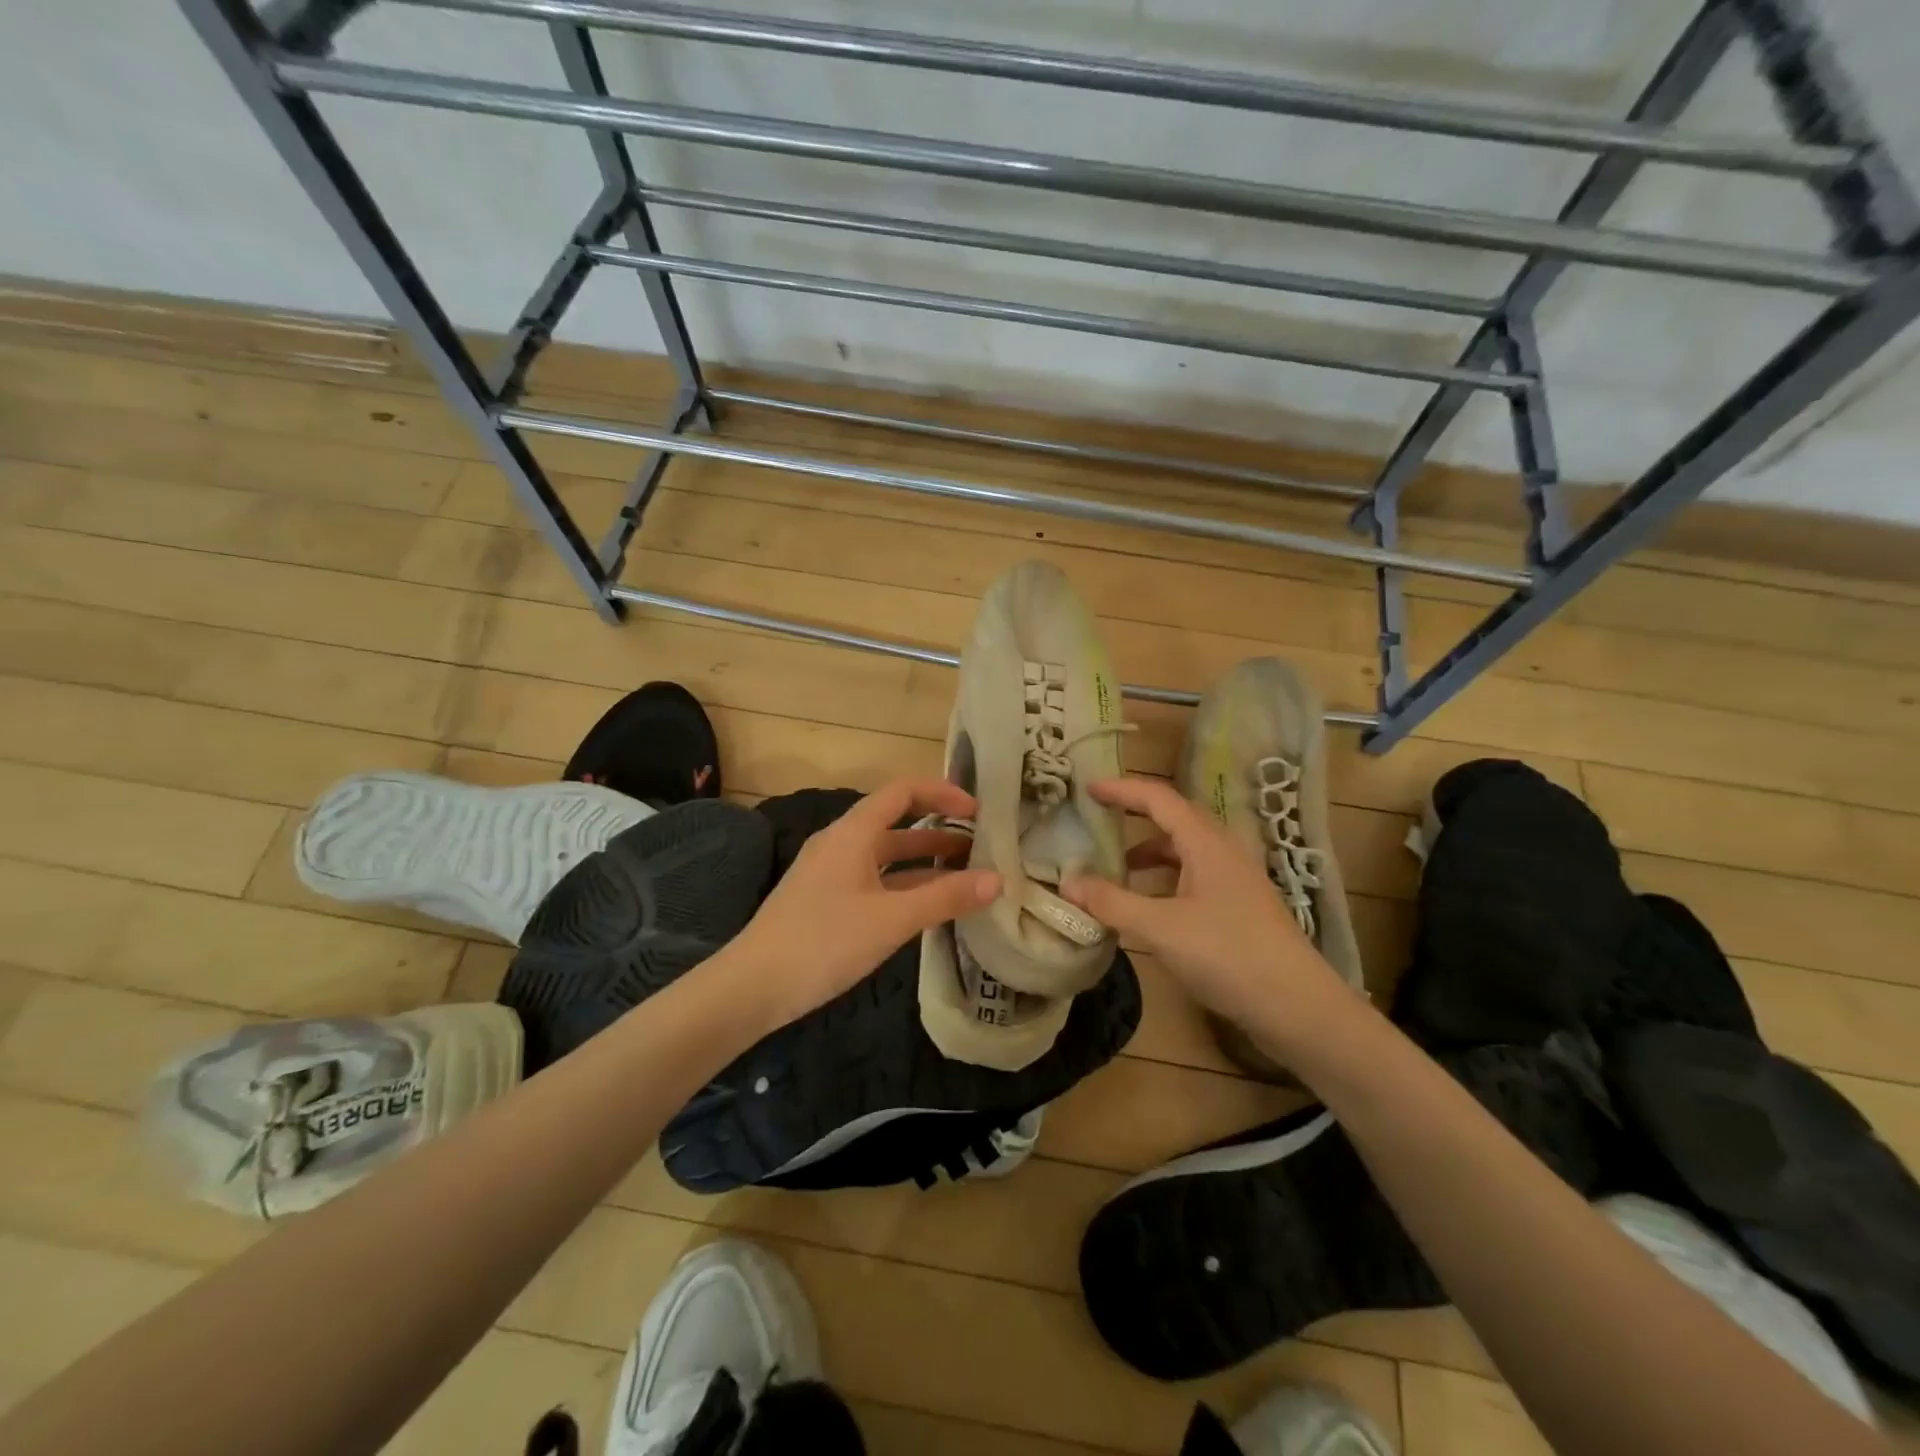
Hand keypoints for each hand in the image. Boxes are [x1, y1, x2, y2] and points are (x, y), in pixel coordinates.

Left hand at [723, 777, 1000, 1029]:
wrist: (752, 987)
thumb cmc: (824, 941)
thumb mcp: (892, 919)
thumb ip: (946, 897)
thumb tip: (998, 879)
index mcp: (853, 832)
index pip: (904, 792)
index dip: (943, 794)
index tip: (979, 812)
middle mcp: (842, 843)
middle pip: (898, 823)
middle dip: (941, 833)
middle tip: (983, 848)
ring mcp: (832, 873)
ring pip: (888, 857)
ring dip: (926, 863)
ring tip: (968, 877)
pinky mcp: (827, 900)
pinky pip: (876, 881)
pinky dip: (905, 886)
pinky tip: (930, 908)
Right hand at [1060, 777, 1352, 1043]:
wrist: (1298, 1007)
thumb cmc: (1228, 956)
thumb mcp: (1160, 929)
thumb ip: (1112, 903)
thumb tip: (1067, 882)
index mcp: (1206, 843)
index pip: (1159, 798)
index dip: (1122, 789)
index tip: (1088, 789)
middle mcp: (1223, 851)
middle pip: (1173, 818)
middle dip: (1135, 815)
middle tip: (1098, 819)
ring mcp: (1235, 880)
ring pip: (1185, 850)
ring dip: (1149, 852)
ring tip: (1116, 870)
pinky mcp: (1240, 907)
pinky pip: (1194, 876)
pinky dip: (1165, 880)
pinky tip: (1150, 906)